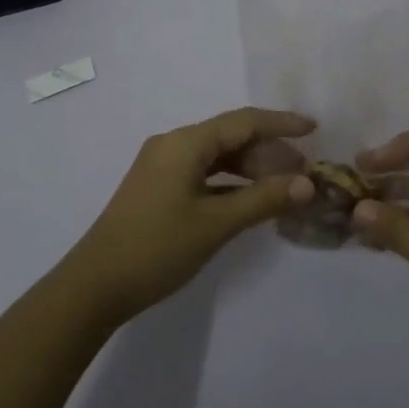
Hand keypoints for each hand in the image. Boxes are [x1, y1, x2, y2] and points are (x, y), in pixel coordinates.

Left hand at [67, 107, 316, 324]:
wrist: (94, 286)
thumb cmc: (157, 247)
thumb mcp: (216, 224)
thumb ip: (263, 200)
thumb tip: (307, 184)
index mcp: (185, 142)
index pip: (244, 121)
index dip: (281, 123)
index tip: (314, 128)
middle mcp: (173, 144)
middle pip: (230, 136)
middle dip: (268, 151)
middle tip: (302, 173)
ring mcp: (162, 166)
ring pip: (217, 156)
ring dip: (250, 168)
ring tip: (282, 187)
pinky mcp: (158, 187)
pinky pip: (203, 172)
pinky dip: (229, 182)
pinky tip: (248, 199)